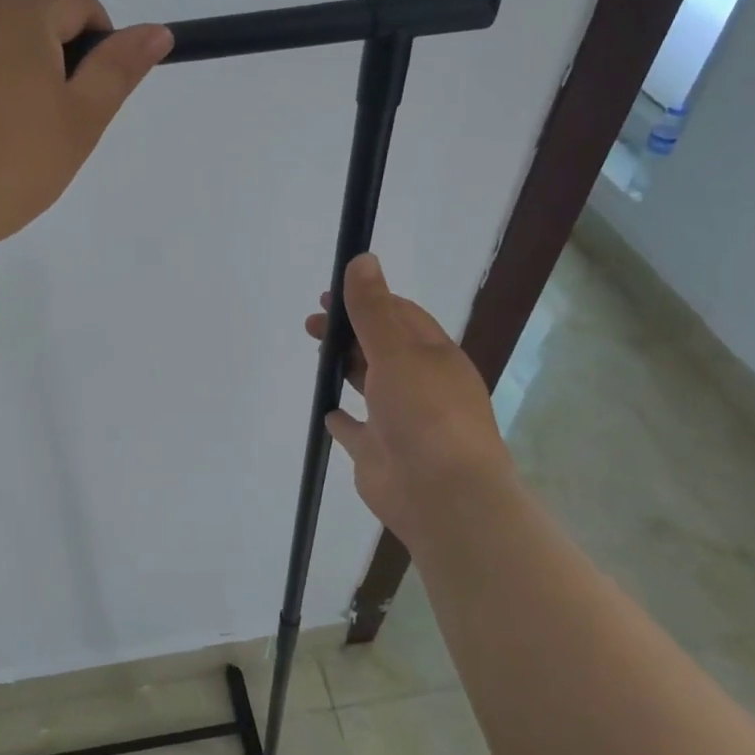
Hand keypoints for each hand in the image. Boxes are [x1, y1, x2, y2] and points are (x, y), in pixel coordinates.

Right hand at [306, 253, 513, 542]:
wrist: (442, 495)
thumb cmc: (425, 413)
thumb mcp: (397, 351)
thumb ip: (373, 309)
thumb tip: (362, 259)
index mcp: (434, 357)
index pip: (400, 316)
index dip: (366, 300)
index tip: (328, 295)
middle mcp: (420, 385)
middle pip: (381, 348)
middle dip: (349, 332)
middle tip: (312, 324)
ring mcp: (400, 421)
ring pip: (370, 385)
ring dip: (346, 367)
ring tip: (317, 354)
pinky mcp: (379, 453)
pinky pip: (357, 430)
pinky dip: (343, 418)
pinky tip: (327, 410)